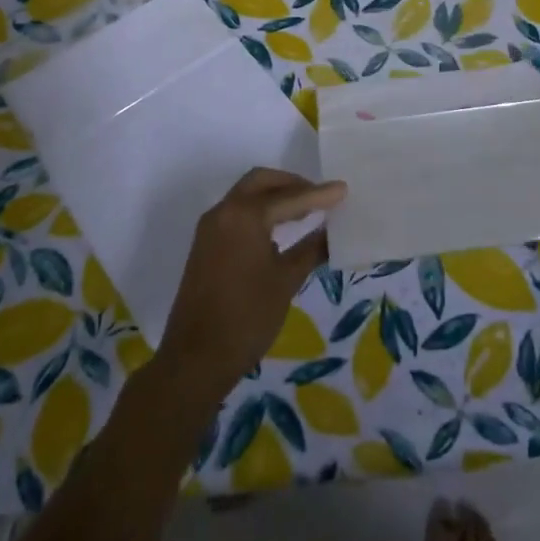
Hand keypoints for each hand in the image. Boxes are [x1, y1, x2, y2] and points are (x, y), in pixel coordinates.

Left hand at [153, 169, 346, 406]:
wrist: (196, 359)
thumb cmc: (247, 317)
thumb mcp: (286, 281)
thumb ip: (311, 250)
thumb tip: (332, 232)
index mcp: (244, 215)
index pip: (289, 197)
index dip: (319, 195)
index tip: (343, 189)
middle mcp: (224, 212)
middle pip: (261, 182)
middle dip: (291, 184)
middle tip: (319, 197)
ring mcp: (210, 228)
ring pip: (245, 195)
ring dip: (274, 196)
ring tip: (305, 211)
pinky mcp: (205, 245)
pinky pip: (236, 213)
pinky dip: (259, 211)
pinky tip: (278, 231)